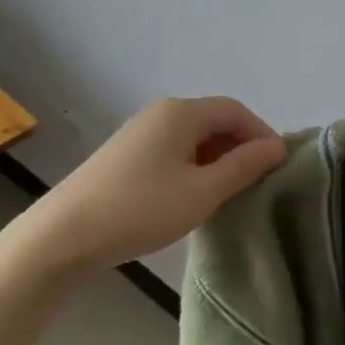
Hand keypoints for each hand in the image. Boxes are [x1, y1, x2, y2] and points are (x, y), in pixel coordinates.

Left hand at [14, 96, 286, 274]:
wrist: (66, 233)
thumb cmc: (142, 209)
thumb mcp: (202, 191)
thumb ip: (243, 167)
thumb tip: (277, 147)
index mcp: (182, 112)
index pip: (236, 110)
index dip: (262, 135)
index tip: (278, 169)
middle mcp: (161, 112)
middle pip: (214, 121)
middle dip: (241, 148)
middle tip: (258, 185)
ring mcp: (140, 132)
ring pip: (194, 138)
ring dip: (218, 161)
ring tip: (231, 195)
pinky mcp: (126, 155)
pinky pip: (174, 151)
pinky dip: (194, 168)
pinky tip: (195, 198)